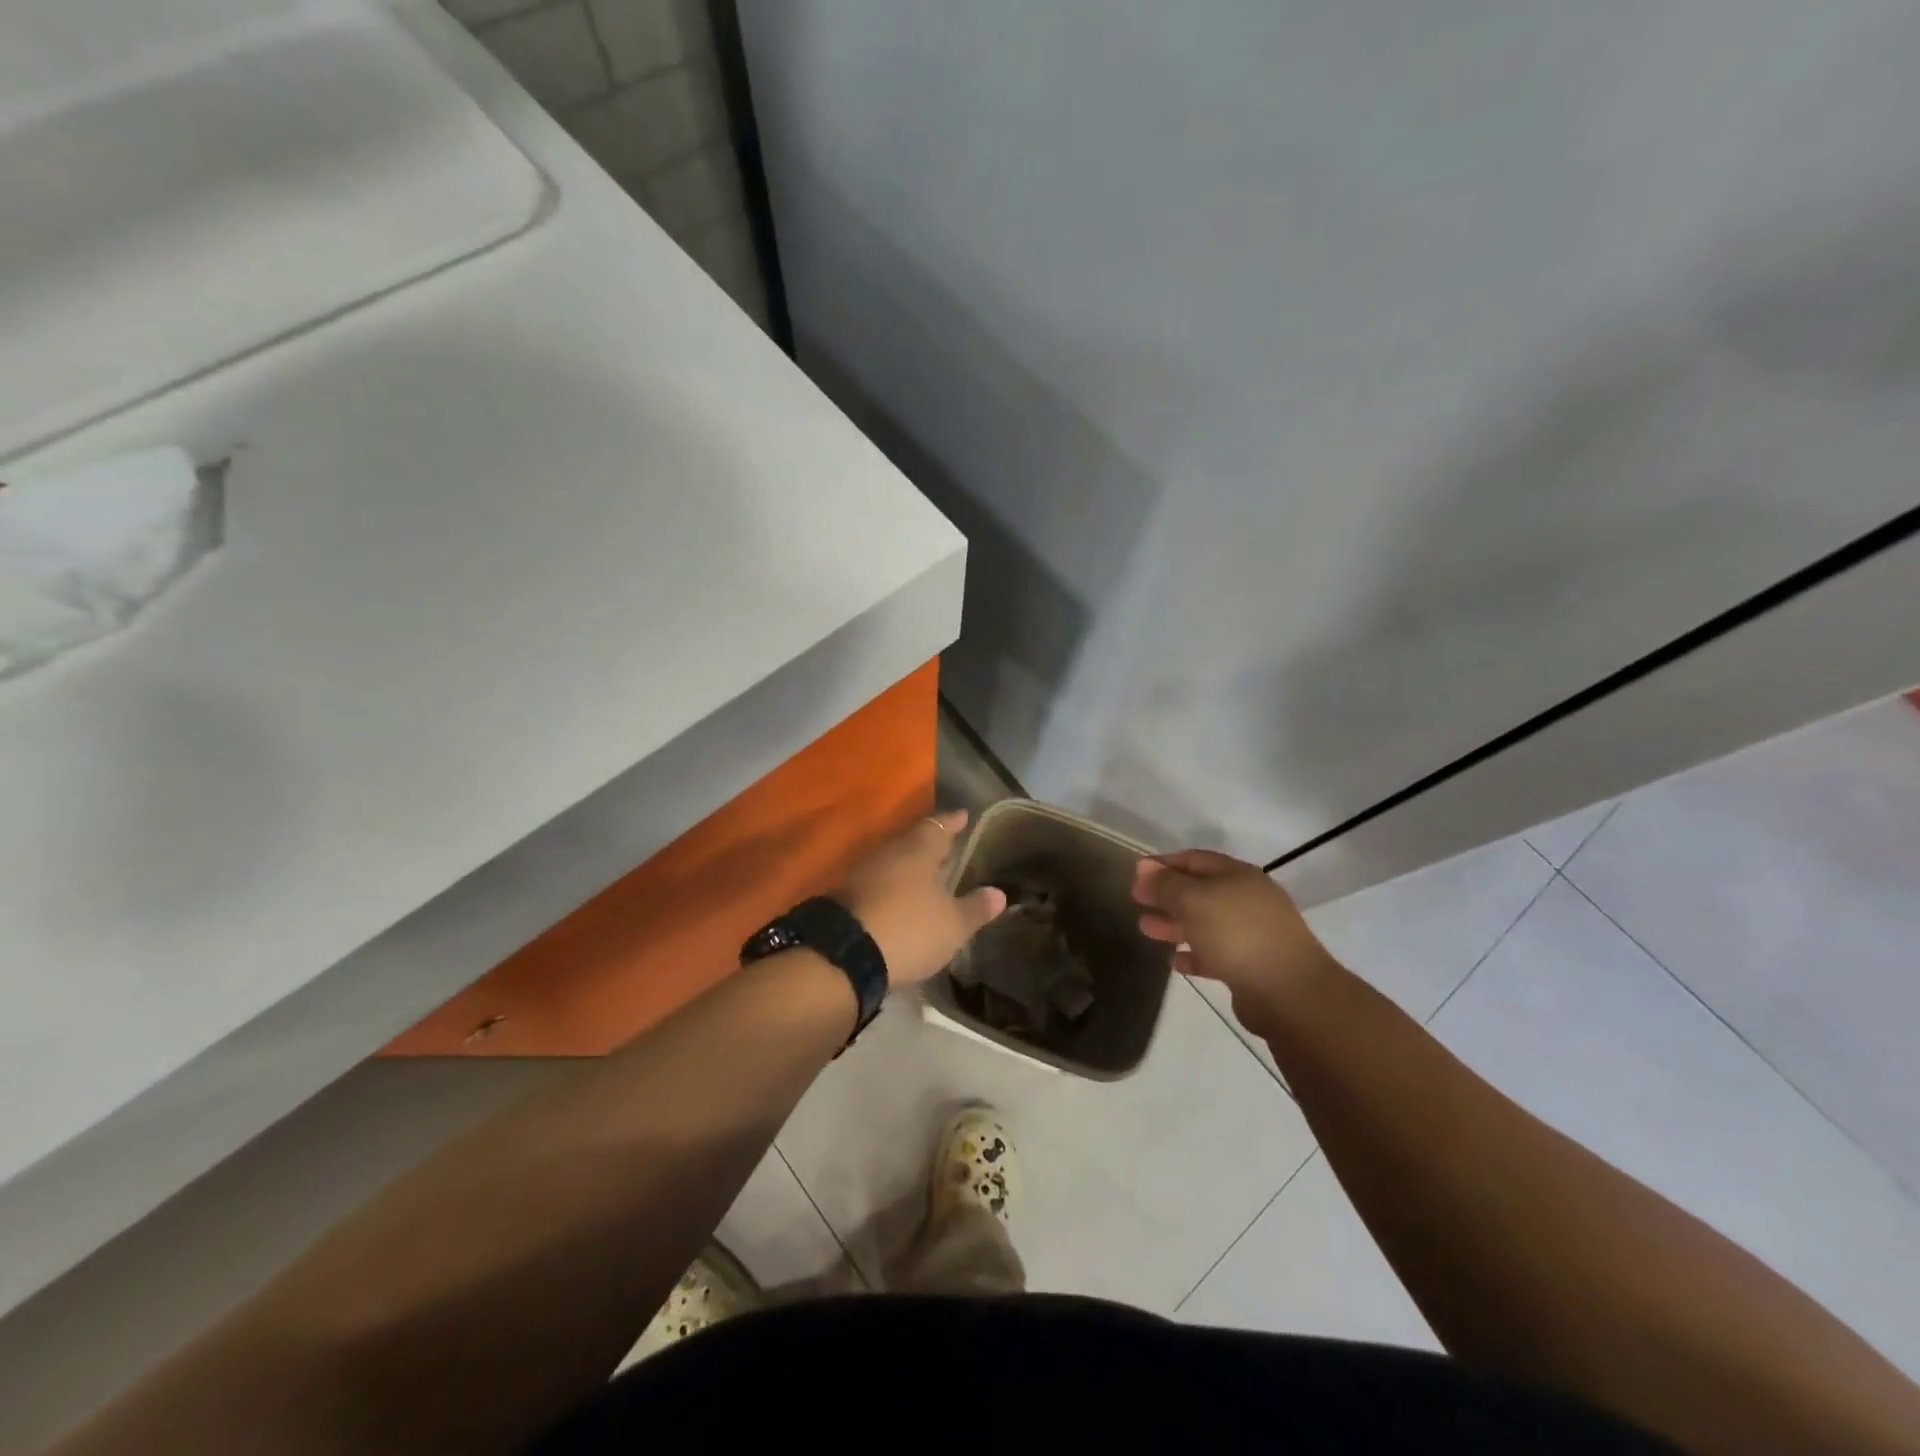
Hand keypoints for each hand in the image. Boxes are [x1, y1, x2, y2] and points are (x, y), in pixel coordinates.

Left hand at [837, 810, 1006, 984]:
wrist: (845, 954)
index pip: (939, 826)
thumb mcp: (953, 925)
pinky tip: (902, 899)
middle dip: (930, 844)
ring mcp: (863, 873)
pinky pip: (878, 882)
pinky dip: (893, 887)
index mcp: (917, 850)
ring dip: (910, 867)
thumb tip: (999, 893)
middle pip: (913, 841)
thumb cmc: (909, 928)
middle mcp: (889, 853)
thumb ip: (976, 908)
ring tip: (927, 875)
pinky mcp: (846, 896)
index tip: (963, 815)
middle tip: (947, 847)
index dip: (953, 822)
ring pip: (893, 861)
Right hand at [1131, 850, 1337, 1021]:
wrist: (1289, 992)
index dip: (1163, 864)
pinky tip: (1174, 962)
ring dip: (1174, 925)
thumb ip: (1166, 884)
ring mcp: (1252, 934)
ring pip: (1205, 923)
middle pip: (1199, 892)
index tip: (1135, 875)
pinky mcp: (1251, 966)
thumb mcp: (1193, 900)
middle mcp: (1247, 900)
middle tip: (1136, 901)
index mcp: (1237, 876)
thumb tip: (1144, 867)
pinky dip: (1193, 954)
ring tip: (1145, 930)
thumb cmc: (1237, 934)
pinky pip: (1215, 954)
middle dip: (1166, 895)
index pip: (1194, 860)